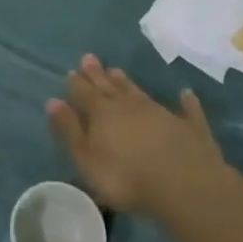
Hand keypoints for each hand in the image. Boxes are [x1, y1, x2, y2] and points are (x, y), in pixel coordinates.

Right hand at [46, 55, 232, 218]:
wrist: (184, 184)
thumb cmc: (127, 178)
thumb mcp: (87, 159)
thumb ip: (70, 130)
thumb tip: (53, 101)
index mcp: (102, 113)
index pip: (84, 93)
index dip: (76, 83)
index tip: (71, 71)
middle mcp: (130, 106)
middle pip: (110, 86)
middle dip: (98, 73)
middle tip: (89, 57)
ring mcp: (162, 114)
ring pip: (139, 92)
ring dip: (128, 82)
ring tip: (118, 70)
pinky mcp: (190, 128)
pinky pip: (187, 111)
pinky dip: (186, 102)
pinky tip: (186, 94)